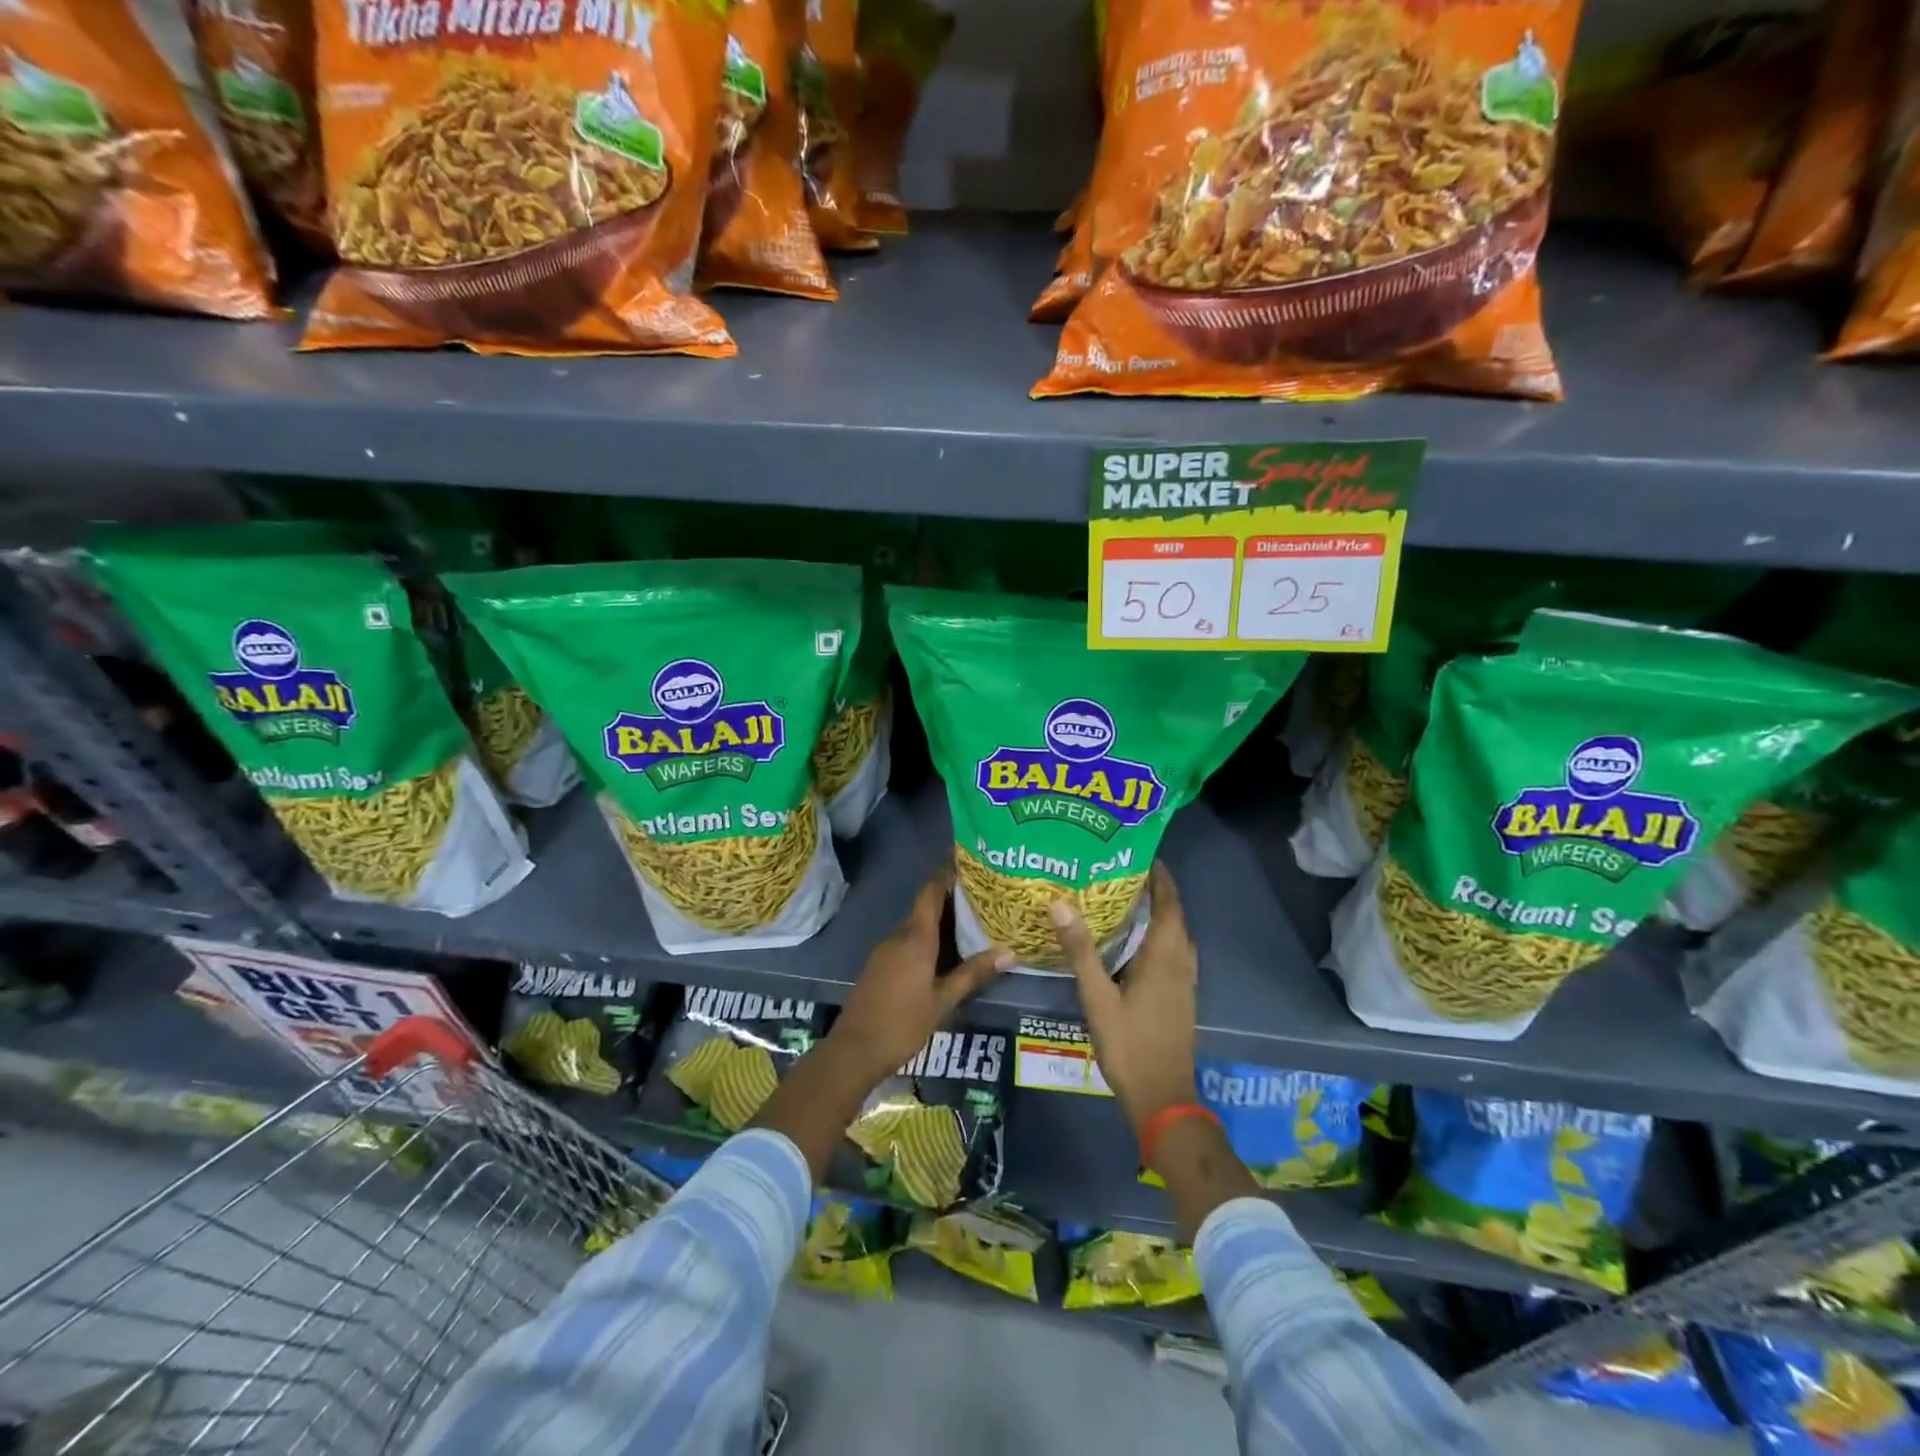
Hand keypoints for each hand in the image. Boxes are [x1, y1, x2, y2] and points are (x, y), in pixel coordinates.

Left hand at [827, 866, 1011, 1084]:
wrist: (855, 1050)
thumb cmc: (902, 1023)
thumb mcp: (943, 1000)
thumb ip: (974, 974)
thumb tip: (1009, 953)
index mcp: (915, 937)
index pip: (931, 892)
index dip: (946, 873)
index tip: (968, 861)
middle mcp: (899, 936)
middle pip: (926, 907)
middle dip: (952, 899)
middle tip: (983, 895)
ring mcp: (886, 951)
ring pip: (917, 926)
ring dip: (941, 920)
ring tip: (973, 921)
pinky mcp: (880, 965)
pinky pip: (908, 941)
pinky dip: (929, 938)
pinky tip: (947, 952)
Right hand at [1052, 864, 1199, 1137]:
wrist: (1163, 1099)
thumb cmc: (1129, 1045)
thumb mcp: (1098, 997)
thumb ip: (1080, 950)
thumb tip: (1059, 903)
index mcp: (1165, 956)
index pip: (1169, 903)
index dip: (1160, 877)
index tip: (1141, 853)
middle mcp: (1181, 963)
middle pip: (1175, 916)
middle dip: (1157, 891)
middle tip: (1124, 871)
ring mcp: (1185, 983)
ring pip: (1177, 936)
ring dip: (1160, 914)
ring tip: (1129, 899)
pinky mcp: (1181, 998)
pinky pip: (1175, 954)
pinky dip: (1161, 937)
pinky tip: (1136, 944)